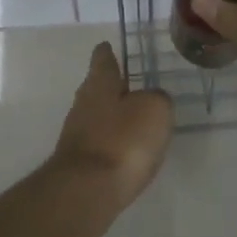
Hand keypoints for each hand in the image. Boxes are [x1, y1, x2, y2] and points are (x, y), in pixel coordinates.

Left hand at [52, 42, 173, 209]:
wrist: (88, 190)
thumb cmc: (123, 140)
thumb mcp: (155, 110)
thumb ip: (157, 99)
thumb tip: (152, 100)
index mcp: (99, 84)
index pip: (102, 60)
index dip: (107, 52)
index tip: (107, 45)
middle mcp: (83, 105)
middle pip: (98, 89)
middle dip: (113, 86)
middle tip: (132, 83)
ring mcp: (78, 135)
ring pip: (99, 117)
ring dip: (114, 116)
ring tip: (136, 119)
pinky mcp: (80, 163)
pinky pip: (102, 143)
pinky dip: (113, 142)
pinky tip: (128, 150)